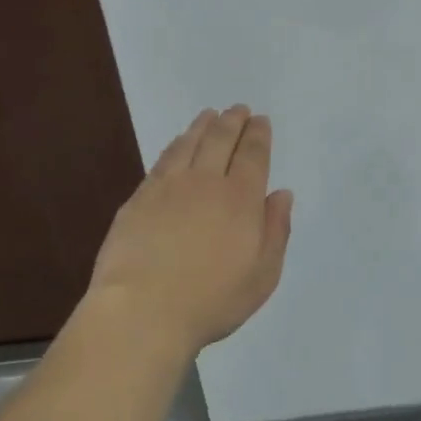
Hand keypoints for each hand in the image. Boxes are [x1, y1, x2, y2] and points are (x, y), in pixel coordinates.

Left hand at [86, 105, 293, 358]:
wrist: (142, 311)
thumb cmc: (211, 300)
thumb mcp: (262, 276)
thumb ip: (276, 231)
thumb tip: (281, 194)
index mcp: (240, 199)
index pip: (252, 155)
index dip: (258, 135)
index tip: (261, 120)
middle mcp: (206, 182)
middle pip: (221, 140)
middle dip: (233, 122)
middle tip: (239, 109)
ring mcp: (168, 187)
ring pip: (189, 144)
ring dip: (203, 126)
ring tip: (210, 115)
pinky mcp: (139, 198)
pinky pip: (162, 160)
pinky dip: (175, 145)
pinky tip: (178, 143)